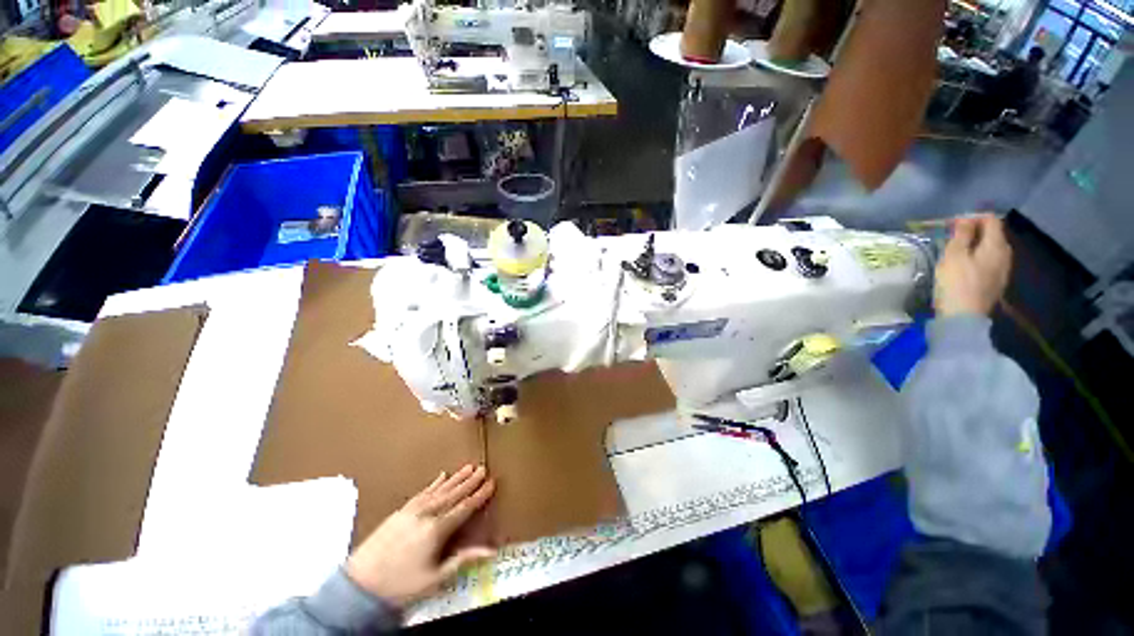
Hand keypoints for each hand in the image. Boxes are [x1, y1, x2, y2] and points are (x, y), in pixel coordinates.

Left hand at [345, 465, 495, 609]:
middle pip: (452, 494)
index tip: (491, 483)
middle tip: (482, 468)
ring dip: (455, 478)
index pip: (463, 508)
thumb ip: (462, 560)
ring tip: (468, 467)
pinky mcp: (400, 511)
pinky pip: (422, 492)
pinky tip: (441, 475)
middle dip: (469, 481)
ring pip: (439, 490)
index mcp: (435, 530)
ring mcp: (412, 510)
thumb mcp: (433, 580)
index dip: (479, 495)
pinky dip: (434, 483)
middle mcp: (426, 514)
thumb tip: (490, 551)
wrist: (358, 586)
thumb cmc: (399, 586)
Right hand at [934, 213, 1012, 317]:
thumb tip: (966, 220)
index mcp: (996, 245)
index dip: (971, 217)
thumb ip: (962, 235)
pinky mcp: (996, 282)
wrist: (964, 317)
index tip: (952, 224)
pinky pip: (989, 262)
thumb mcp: (953, 255)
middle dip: (975, 231)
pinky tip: (965, 266)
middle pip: (993, 234)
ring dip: (976, 245)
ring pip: (991, 248)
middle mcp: (1006, 253)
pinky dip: (978, 257)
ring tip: (956, 251)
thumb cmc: (956, 283)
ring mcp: (1003, 270)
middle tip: (952, 237)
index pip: (990, 220)